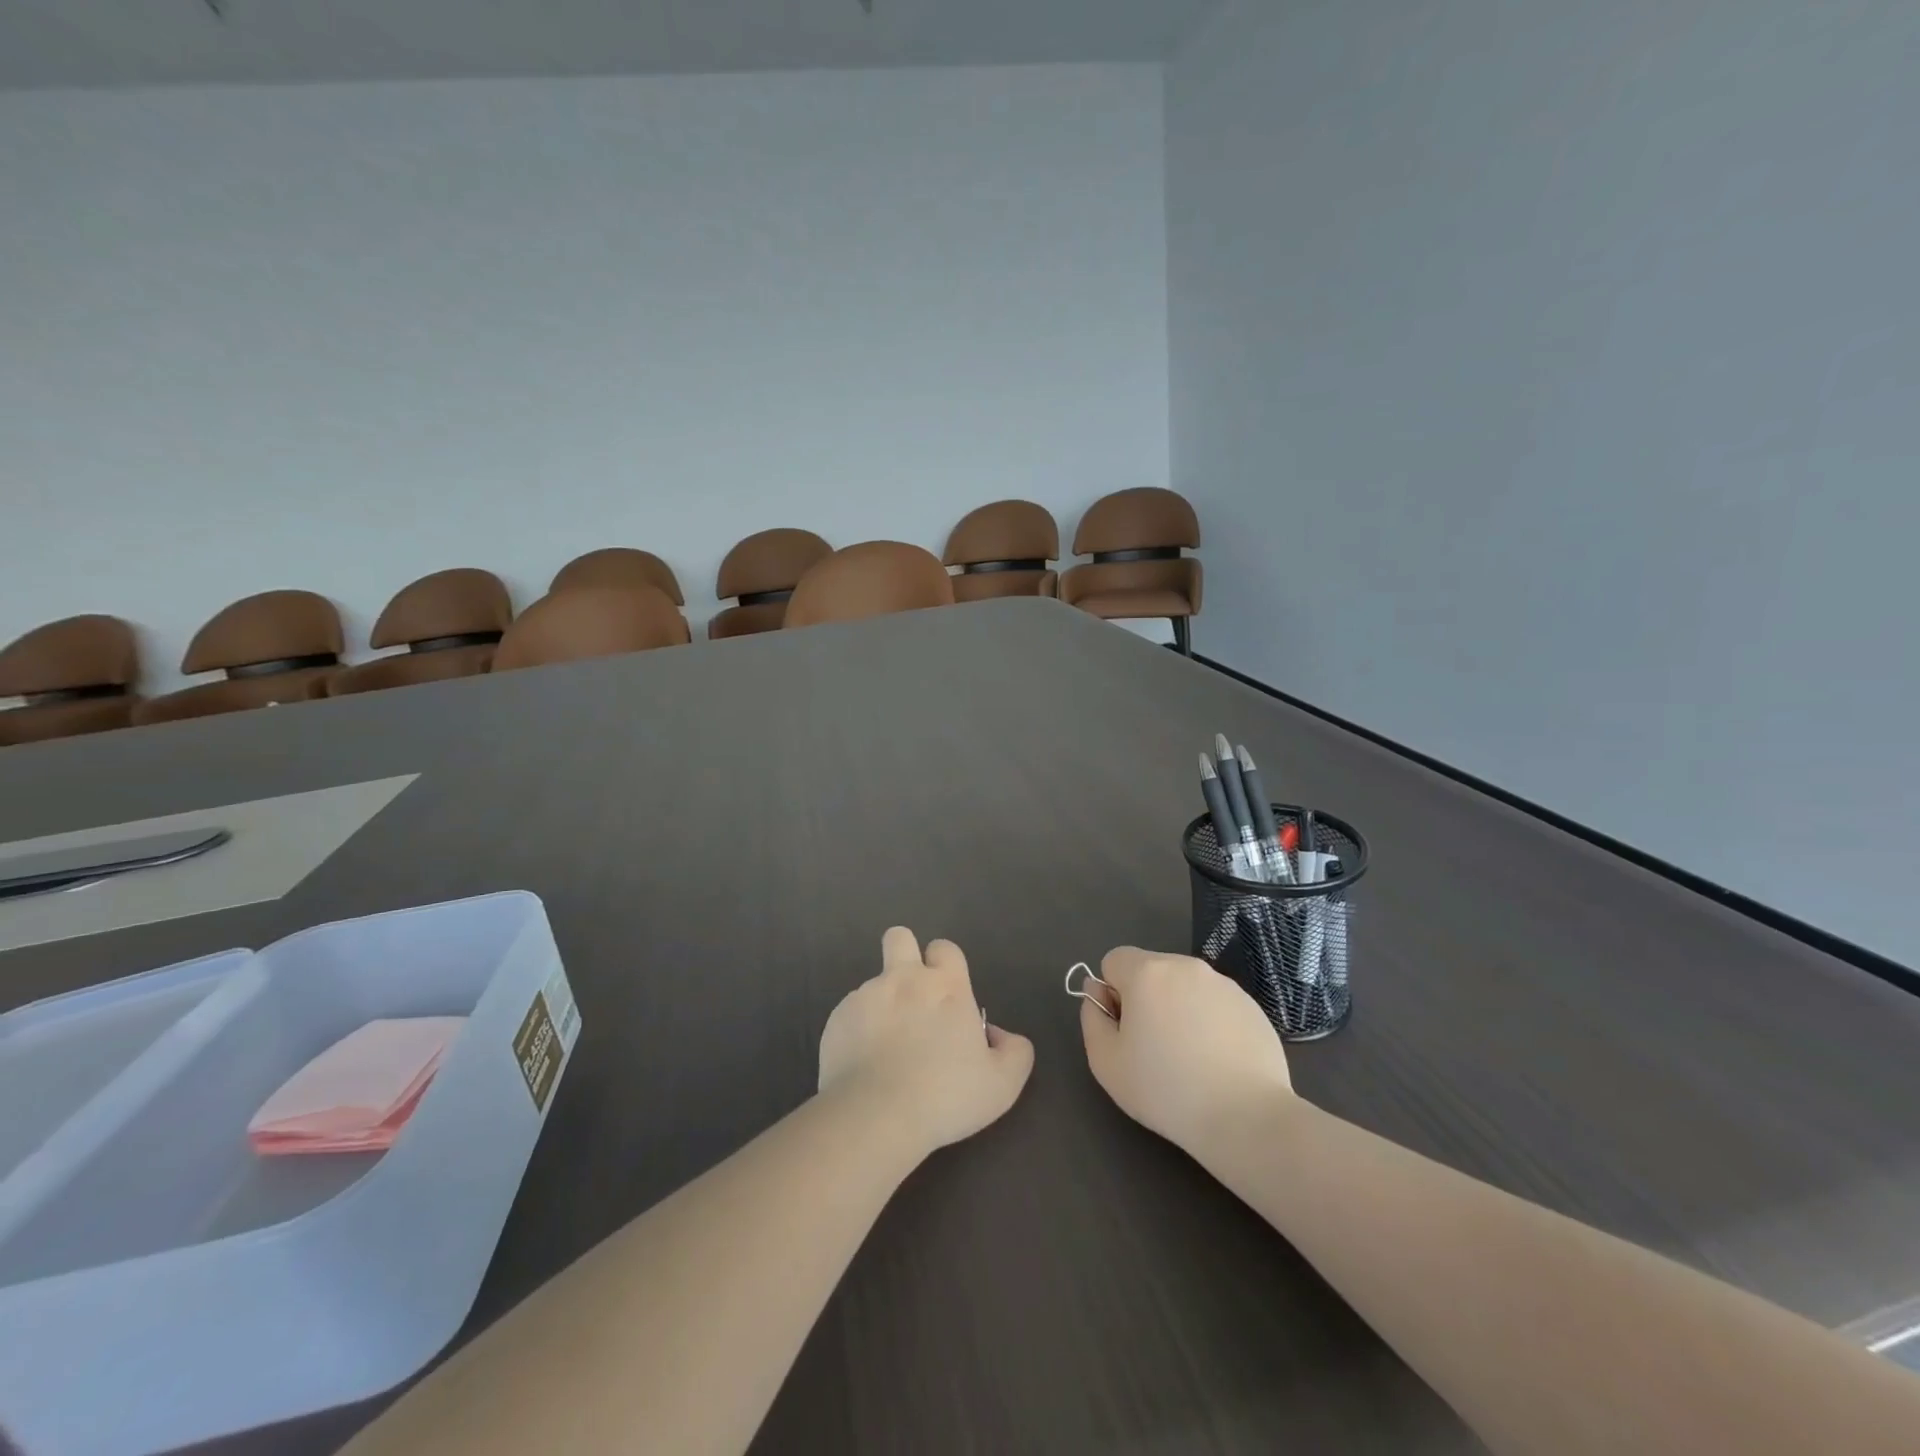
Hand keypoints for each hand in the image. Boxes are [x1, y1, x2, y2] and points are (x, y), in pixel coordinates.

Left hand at [818, 927, 1034, 1157]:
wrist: (875, 1116)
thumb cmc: (945, 1096)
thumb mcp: (1002, 1084)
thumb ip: (1014, 1051)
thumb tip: (998, 1035)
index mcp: (946, 986)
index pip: (945, 947)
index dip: (946, 964)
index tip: (948, 995)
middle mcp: (904, 979)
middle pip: (899, 937)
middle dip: (904, 952)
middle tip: (911, 994)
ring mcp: (865, 996)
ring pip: (874, 984)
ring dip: (883, 1004)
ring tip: (887, 1049)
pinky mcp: (837, 1019)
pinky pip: (850, 1015)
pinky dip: (858, 1032)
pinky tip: (864, 1065)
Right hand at [1080, 946, 1293, 1152]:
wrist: (1245, 1117)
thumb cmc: (1166, 1090)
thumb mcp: (1106, 1062)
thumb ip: (1092, 1018)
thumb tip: (1098, 995)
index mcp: (1147, 972)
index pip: (1114, 960)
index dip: (1111, 993)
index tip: (1125, 1030)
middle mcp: (1185, 966)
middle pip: (1150, 970)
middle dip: (1145, 999)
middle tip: (1154, 1047)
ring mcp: (1223, 984)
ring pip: (1184, 986)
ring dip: (1177, 1008)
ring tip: (1189, 1058)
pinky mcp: (1251, 1005)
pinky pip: (1215, 1004)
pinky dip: (1209, 1022)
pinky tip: (1217, 1062)